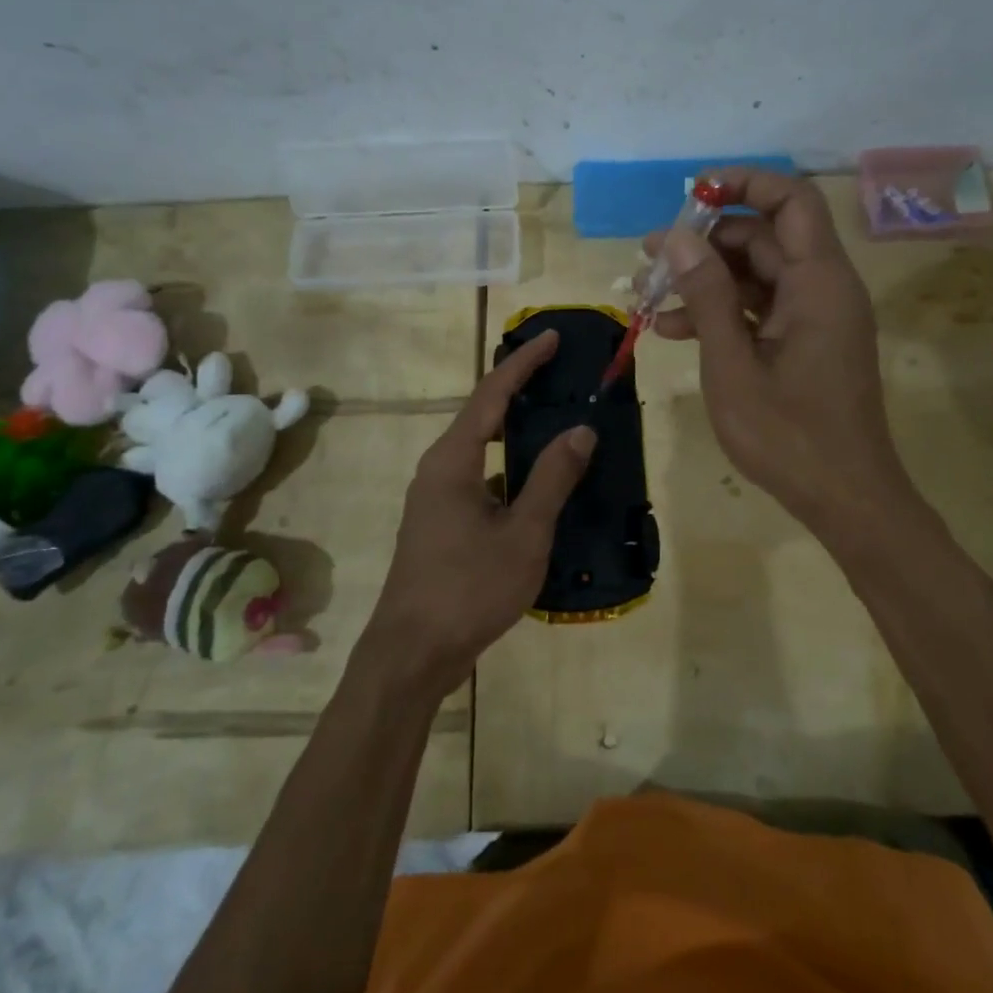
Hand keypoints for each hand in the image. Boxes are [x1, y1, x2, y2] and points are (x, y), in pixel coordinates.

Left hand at [363, 331, 594, 694]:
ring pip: (482, 449)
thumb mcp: (523, 534)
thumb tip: (580, 430)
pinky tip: (540, 483)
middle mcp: (439, 468)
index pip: (492, 394)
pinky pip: (482, 478)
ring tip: (557, 419)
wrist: (412, 653)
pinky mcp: (441, 522)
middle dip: (521, 389)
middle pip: (483, 414)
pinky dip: (511, 468)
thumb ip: (552, 479)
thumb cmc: (468, 588)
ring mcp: (436, 497)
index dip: (524, 363)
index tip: (553, 338)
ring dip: (517, 431)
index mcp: (453, 459)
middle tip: (561, 372)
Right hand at [647, 168, 913, 531]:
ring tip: (646, 296)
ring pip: (756, 274)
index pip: (790, 200)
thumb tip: (677, 236)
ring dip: (704, 281)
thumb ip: (707, 295)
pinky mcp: (805, 342)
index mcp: (819, 282)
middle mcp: (823, 287)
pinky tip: (671, 330)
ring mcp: (814, 316)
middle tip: (649, 258)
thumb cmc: (789, 435)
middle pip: (765, 237)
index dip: (744, 184)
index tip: (691, 195)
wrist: (845, 499)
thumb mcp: (733, 363)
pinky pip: (760, 308)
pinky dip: (720, 312)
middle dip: (704, 242)